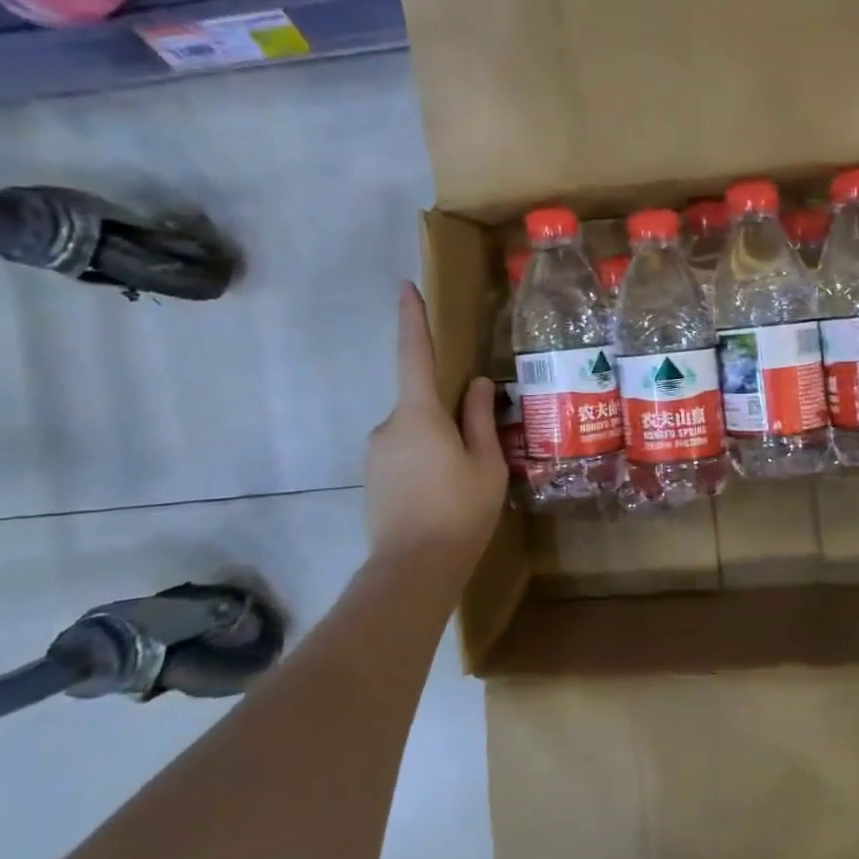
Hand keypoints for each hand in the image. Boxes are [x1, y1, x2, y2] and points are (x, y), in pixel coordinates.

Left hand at [364, 282, 506, 569]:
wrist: (412, 570)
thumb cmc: (459, 511)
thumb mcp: (486, 463)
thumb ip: (479, 418)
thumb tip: (475, 384)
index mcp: (418, 414)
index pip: (414, 354)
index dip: (412, 319)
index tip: (406, 287)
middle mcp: (388, 425)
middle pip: (421, 404)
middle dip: (447, 418)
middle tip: (476, 453)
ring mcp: (375, 453)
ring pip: (414, 433)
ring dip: (436, 445)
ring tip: (461, 484)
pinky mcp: (372, 478)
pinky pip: (403, 455)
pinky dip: (424, 464)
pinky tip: (441, 496)